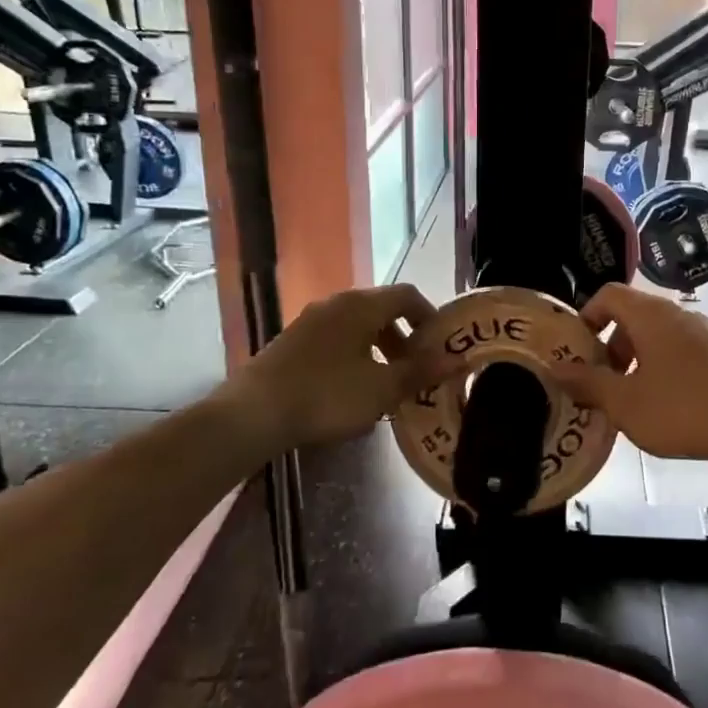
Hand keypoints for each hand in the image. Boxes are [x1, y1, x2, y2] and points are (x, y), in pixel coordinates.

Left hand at [241, 284, 438, 447]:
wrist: (253, 413)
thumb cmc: (327, 395)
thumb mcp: (381, 389)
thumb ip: (420, 371)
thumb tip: (455, 359)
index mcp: (362, 305)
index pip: (407, 295)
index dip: (430, 316)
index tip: (440, 346)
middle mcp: (337, 303)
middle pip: (382, 310)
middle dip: (405, 338)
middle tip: (415, 370)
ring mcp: (311, 321)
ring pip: (357, 327)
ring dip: (379, 349)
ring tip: (385, 384)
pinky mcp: (292, 341)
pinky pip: (336, 339)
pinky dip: (354, 355)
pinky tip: (350, 389)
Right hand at [549, 284, 707, 469]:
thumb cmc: (683, 411)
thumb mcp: (625, 403)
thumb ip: (587, 384)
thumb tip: (556, 369)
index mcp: (650, 315)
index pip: (609, 294)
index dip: (586, 315)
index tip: (576, 349)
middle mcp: (677, 314)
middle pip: (631, 314)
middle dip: (609, 345)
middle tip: (599, 380)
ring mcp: (703, 333)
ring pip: (656, 334)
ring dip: (634, 358)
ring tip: (628, 397)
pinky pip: (678, 349)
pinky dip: (660, 366)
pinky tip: (662, 404)